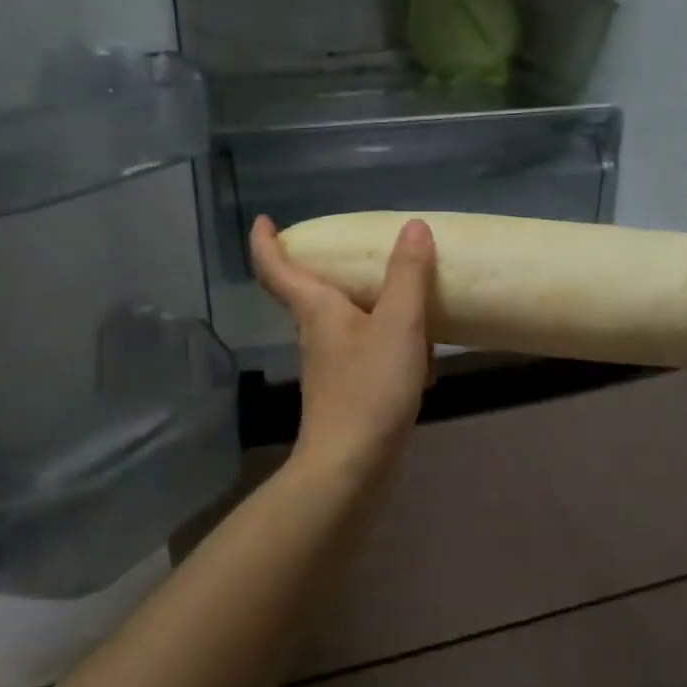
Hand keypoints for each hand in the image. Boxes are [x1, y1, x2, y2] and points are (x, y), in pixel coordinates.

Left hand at [250, 215, 435, 475]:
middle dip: (329, 269)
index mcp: (316, 309)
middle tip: (357, 249)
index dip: (265, 241)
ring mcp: (329, 365)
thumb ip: (408, 275)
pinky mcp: (347, 391)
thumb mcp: (398, 324)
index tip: (264, 220)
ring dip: (371, 308)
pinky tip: (422, 359)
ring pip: (345, 322)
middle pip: (311, 292)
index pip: (275, 267)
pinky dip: (389, 344)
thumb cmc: (369, 388)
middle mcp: (315, 333)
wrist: (352, 466)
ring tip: (409, 299)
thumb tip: (413, 227)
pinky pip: (366, 351)